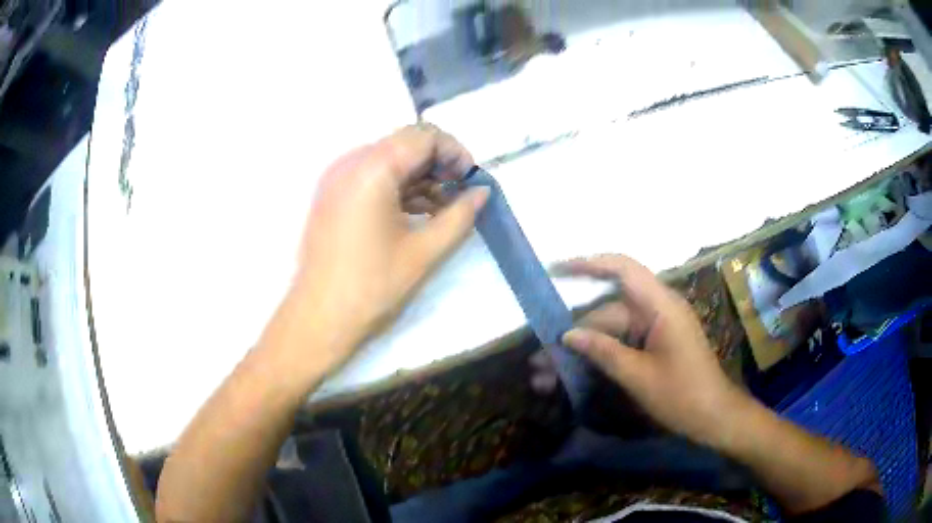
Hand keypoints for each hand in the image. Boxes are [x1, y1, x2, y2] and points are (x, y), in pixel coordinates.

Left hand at [279, 125, 488, 369]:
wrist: (319, 318)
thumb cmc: (372, 287)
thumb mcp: (425, 252)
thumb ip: (460, 216)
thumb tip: (482, 193)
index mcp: (372, 169)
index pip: (423, 136)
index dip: (454, 151)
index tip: (470, 179)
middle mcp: (350, 163)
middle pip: (404, 143)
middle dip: (438, 162)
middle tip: (459, 192)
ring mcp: (336, 178)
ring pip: (388, 159)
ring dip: (419, 175)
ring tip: (442, 207)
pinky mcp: (332, 195)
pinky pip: (371, 176)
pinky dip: (398, 186)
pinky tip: (416, 212)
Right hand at [557, 255, 742, 445]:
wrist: (713, 417)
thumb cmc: (682, 395)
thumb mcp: (639, 376)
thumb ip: (604, 352)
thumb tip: (567, 335)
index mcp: (661, 306)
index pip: (623, 270)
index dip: (589, 264)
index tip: (556, 269)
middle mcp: (658, 310)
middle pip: (609, 310)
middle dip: (575, 332)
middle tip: (539, 357)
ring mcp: (656, 328)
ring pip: (611, 330)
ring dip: (583, 349)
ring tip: (548, 374)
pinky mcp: (654, 345)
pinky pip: (622, 342)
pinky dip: (600, 356)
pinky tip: (575, 374)